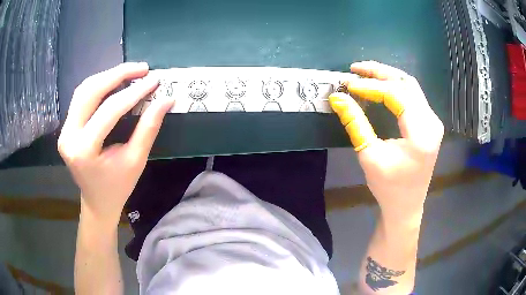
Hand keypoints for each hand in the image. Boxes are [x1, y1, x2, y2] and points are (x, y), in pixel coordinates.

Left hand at [58, 63, 173, 225]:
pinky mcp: (66, 127)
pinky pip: (81, 97)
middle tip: (142, 68)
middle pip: (91, 92)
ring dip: (107, 76)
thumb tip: (166, 100)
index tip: (154, 80)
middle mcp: (69, 136)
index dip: (134, 92)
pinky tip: (113, 82)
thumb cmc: (118, 186)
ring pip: (84, 90)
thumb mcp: (136, 160)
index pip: (109, 110)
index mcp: (84, 150)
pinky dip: (98, 85)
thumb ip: (149, 128)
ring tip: (130, 72)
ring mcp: (65, 130)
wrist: (97, 201)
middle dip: (118, 74)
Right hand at [330, 61, 443, 218]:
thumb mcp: (369, 155)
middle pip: (407, 84)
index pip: (396, 95)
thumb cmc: (388, 187)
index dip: (371, 86)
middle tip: (355, 69)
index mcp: (421, 133)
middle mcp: (432, 122)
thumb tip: (338, 97)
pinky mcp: (430, 123)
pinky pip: (413, 96)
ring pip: (411, 86)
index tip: (349, 85)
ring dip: (388, 77)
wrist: (406, 206)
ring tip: (365, 73)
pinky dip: (395, 87)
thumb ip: (355, 123)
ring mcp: (433, 122)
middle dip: (379, 73)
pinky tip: (380, 86)